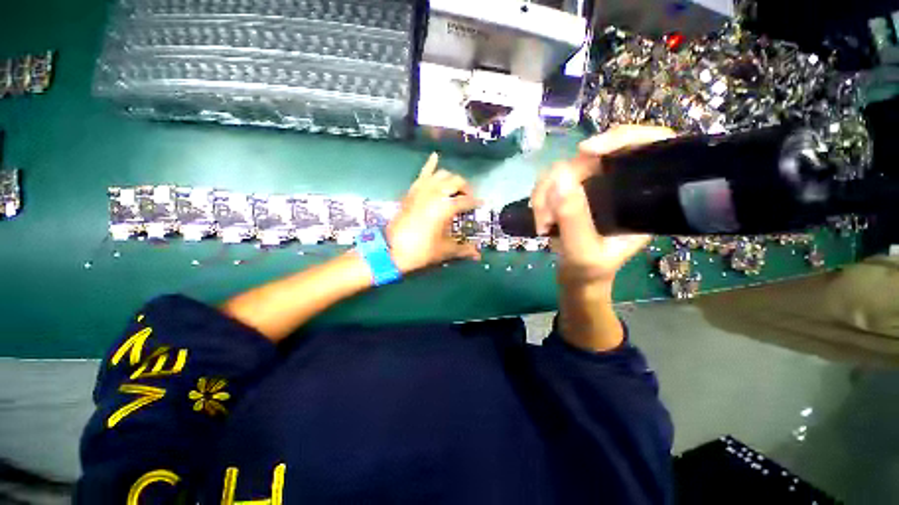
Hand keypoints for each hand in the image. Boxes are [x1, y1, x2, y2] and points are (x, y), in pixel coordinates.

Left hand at [386, 153, 481, 273]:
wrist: (392, 249)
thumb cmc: (421, 250)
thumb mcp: (444, 250)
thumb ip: (463, 249)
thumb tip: (478, 255)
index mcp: (445, 207)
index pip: (466, 200)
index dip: (475, 202)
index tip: (481, 204)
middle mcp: (435, 193)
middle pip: (456, 181)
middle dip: (466, 188)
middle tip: (468, 198)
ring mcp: (422, 189)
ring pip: (442, 174)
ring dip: (451, 179)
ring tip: (455, 188)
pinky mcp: (412, 190)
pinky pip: (423, 173)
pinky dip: (430, 165)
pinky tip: (435, 156)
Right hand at [531, 125, 674, 286]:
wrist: (577, 277)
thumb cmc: (590, 270)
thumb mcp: (583, 251)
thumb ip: (574, 219)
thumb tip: (559, 179)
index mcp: (641, 197)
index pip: (648, 146)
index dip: (621, 138)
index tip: (585, 151)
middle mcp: (618, 184)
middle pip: (592, 156)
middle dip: (561, 182)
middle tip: (547, 215)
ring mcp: (592, 187)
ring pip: (563, 169)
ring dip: (544, 194)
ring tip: (542, 223)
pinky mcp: (571, 193)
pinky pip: (550, 181)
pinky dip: (540, 198)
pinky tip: (540, 219)